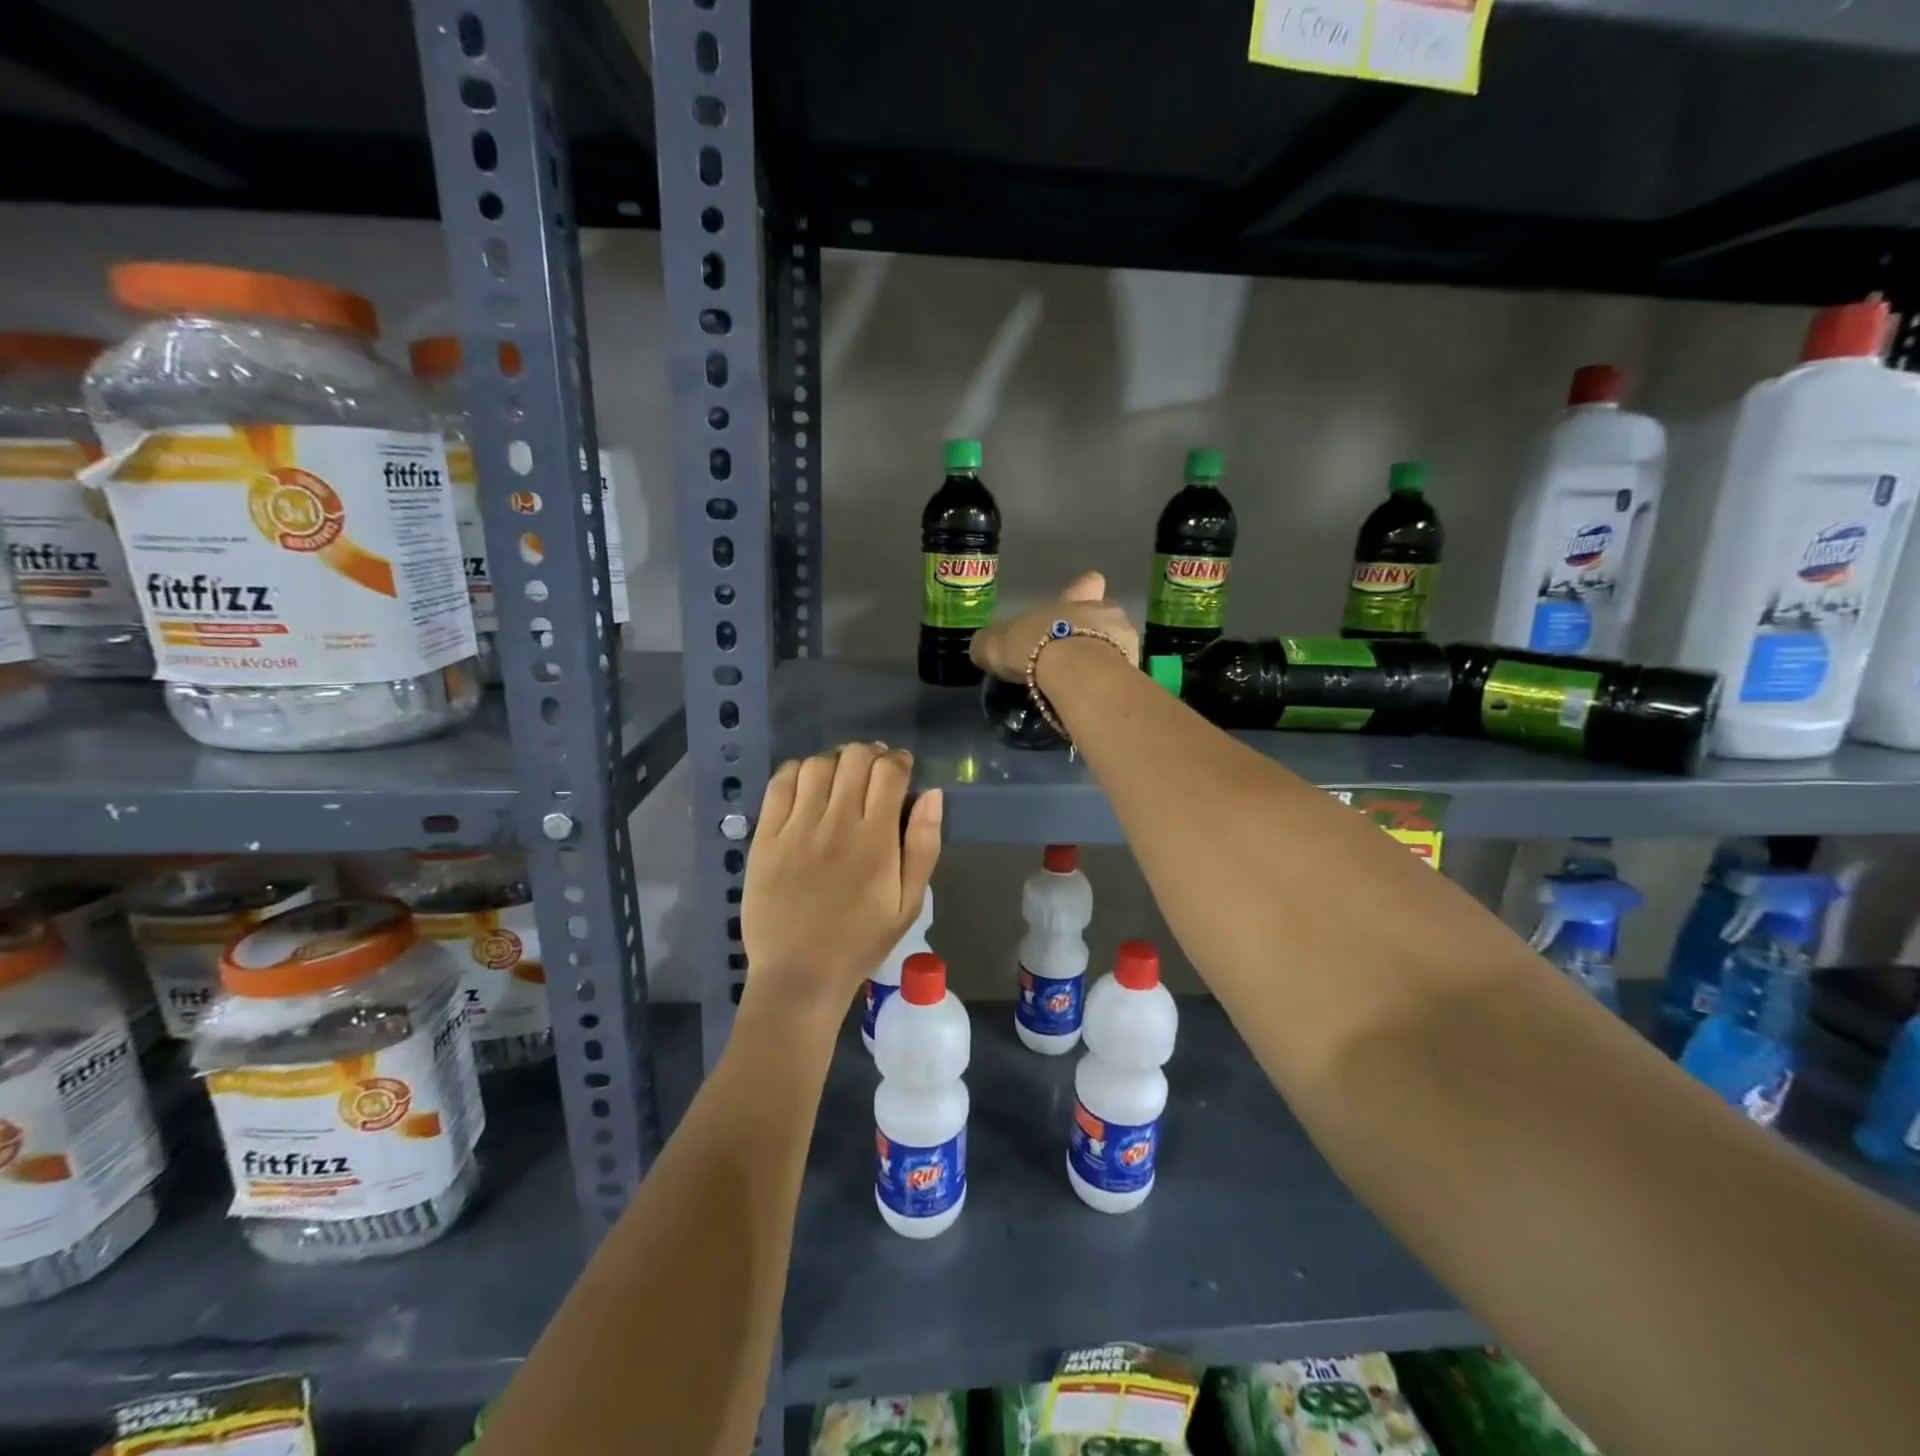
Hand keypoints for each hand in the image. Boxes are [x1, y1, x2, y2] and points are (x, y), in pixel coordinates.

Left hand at [740, 743, 942, 1025]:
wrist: (800, 975)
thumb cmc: (861, 941)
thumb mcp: (909, 902)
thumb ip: (924, 846)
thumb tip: (933, 795)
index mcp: (876, 840)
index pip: (889, 772)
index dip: (899, 761)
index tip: (901, 769)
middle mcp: (837, 823)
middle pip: (855, 758)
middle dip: (870, 754)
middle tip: (873, 771)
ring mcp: (797, 828)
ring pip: (817, 765)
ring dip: (835, 761)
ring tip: (841, 777)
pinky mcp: (766, 837)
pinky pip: (780, 784)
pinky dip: (797, 771)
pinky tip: (807, 785)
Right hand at [969, 571, 1138, 681]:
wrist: (1075, 672)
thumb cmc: (1034, 647)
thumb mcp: (996, 645)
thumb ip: (991, 644)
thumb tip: (981, 646)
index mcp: (1074, 600)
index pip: (1087, 584)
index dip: (1083, 592)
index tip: (1077, 605)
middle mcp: (1104, 612)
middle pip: (1105, 616)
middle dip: (1095, 633)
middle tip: (1076, 658)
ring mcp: (1125, 639)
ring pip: (1119, 645)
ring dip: (1107, 660)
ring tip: (1088, 684)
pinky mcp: (1134, 670)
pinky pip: (1124, 675)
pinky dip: (1113, 686)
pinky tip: (1098, 700)